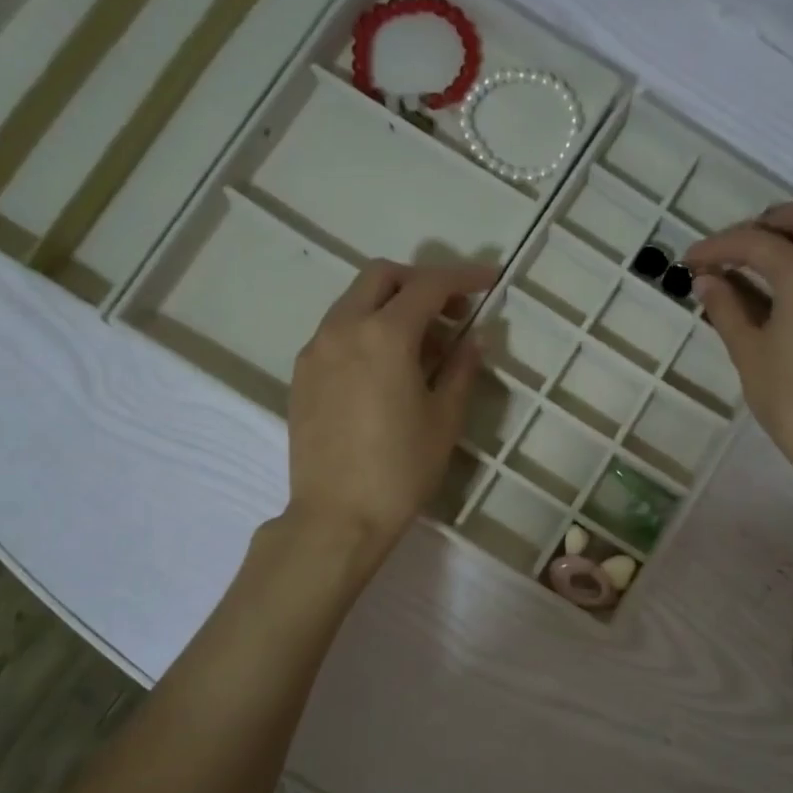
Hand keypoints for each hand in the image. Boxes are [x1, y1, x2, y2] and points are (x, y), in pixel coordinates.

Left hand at [285, 260, 496, 555]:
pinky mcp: (302, 374)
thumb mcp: (444, 419)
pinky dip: (367, 329)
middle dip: (420, 282)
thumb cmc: (401, 469)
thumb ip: (461, 369)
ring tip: (424, 345)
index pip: (427, 286)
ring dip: (392, 306)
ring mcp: (316, 350)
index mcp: (384, 335)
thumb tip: (475, 340)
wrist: (337, 516)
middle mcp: (343, 329)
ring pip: (355, 301)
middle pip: (381, 276)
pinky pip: (337, 331)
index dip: (463, 278)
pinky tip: (388, 367)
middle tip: (451, 311)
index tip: (490, 280)